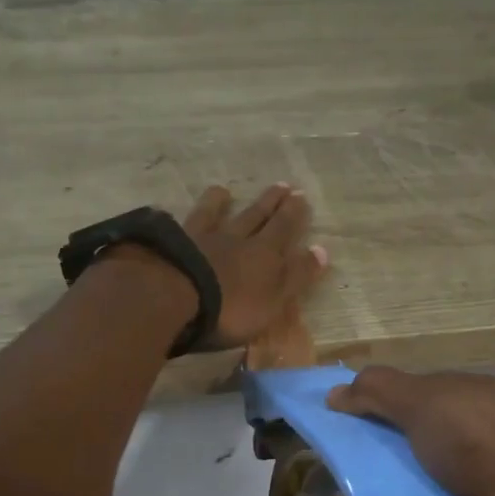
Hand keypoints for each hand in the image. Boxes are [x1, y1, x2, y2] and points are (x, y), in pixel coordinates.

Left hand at [183, 183, 328, 347]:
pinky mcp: (172, 243)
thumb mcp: (274, 300)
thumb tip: (322, 250)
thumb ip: (296, 276)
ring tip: (225, 191)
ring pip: (215, 214)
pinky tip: (176, 211)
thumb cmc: (230, 309)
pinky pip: (182, 224)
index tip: (301, 197)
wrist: (175, 296)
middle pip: (256, 216)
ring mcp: (201, 238)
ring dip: (222, 202)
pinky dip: (183, 217)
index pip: (284, 230)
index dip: (294, 215)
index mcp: (264, 255)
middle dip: (271, 202)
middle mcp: (235, 239)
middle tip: (282, 185)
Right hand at [327, 367, 494, 495]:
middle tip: (319, 491)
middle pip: (394, 463)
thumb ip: (380, 392)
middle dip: (356, 476)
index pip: (396, 410)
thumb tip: (335, 393)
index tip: (319, 436)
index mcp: (457, 411)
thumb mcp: (430, 399)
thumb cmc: (489, 443)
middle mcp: (461, 455)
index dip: (358, 418)